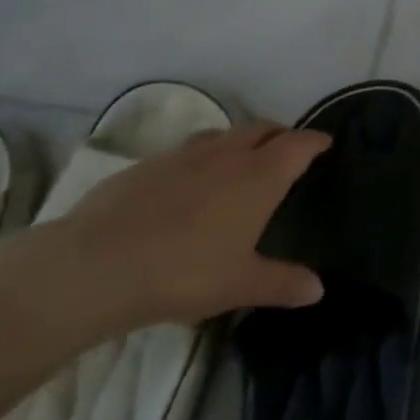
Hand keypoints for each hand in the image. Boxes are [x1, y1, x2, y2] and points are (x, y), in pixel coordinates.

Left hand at [57, 122, 329, 326]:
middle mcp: (227, 154)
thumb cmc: (184, 272)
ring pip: (224, 134)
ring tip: (241, 162)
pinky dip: (201, 158)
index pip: (299, 144)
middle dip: (280, 134)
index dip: (316, 141)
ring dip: (241, 140)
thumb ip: (282, 283)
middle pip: (263, 129)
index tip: (326, 143)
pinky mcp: (145, 165)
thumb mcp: (240, 284)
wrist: (94, 267)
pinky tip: (188, 185)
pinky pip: (186, 151)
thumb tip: (318, 290)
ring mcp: (184, 155)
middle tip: (288, 151)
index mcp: (260, 175)